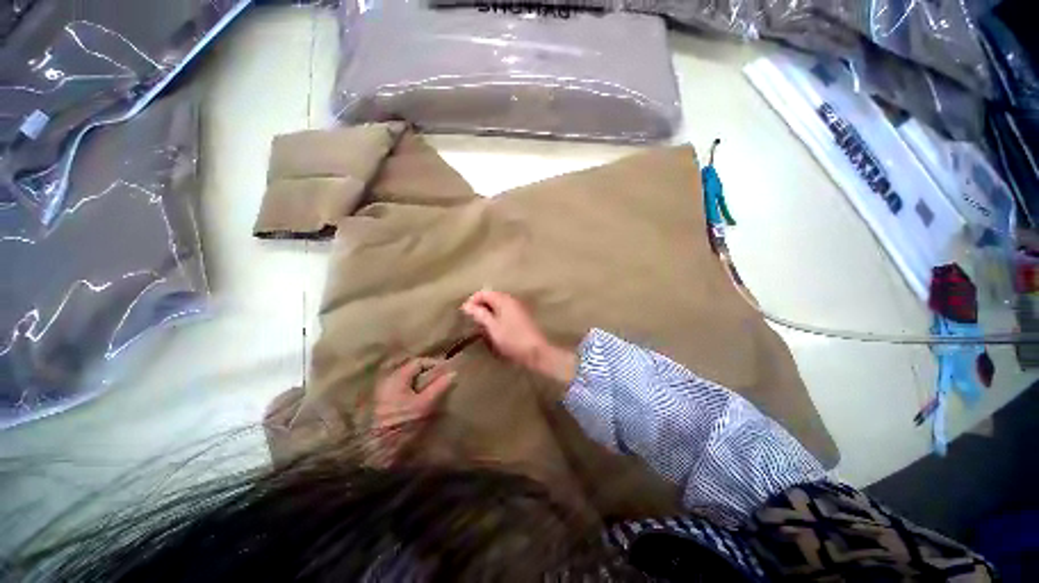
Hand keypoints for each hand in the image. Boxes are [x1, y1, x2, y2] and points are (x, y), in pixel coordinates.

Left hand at [369, 358, 455, 463]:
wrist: (378, 450)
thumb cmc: (401, 424)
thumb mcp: (424, 405)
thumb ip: (439, 387)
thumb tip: (453, 373)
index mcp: (397, 377)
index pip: (419, 362)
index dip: (434, 364)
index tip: (448, 371)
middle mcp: (389, 381)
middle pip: (413, 370)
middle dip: (429, 373)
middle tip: (444, 380)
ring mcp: (385, 393)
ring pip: (409, 381)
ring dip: (423, 383)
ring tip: (437, 390)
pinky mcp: (385, 404)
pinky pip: (405, 391)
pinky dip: (416, 391)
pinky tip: (424, 401)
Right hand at [461, 289, 576, 384]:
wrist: (536, 351)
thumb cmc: (512, 339)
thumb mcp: (492, 327)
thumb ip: (480, 314)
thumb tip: (467, 305)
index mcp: (504, 299)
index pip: (483, 293)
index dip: (472, 301)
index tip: (464, 314)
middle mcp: (512, 299)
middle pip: (491, 297)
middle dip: (480, 307)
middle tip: (472, 321)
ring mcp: (518, 307)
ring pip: (498, 305)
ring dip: (488, 313)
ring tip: (482, 327)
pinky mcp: (522, 316)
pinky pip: (505, 312)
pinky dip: (497, 317)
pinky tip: (494, 329)